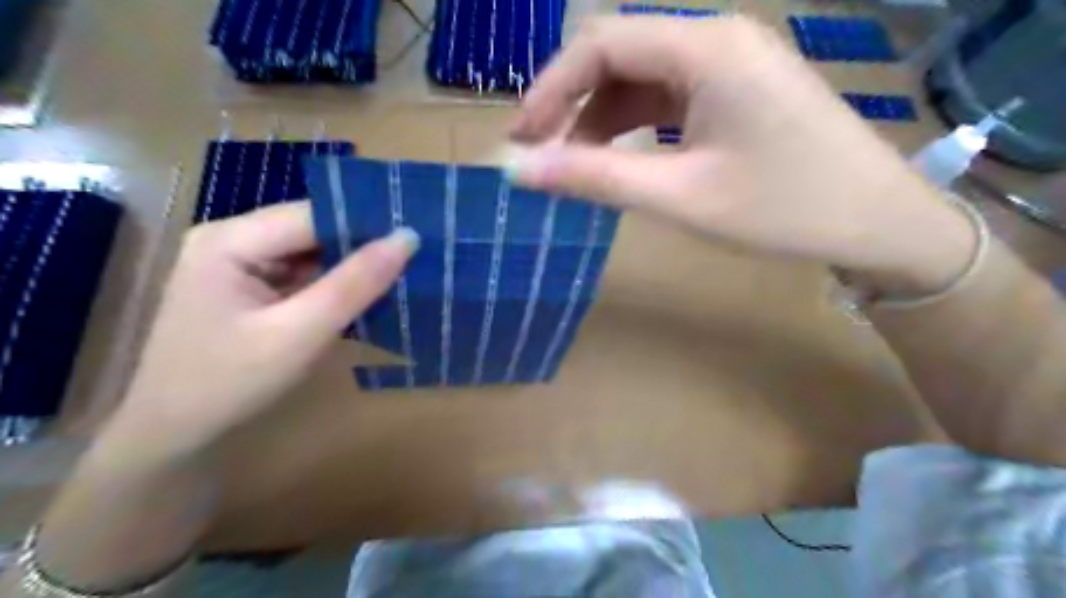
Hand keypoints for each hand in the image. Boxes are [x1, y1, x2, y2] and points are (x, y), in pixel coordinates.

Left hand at [102, 202, 415, 459]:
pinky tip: (370, 295)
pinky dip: (337, 287)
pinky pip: (306, 276)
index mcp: (231, 239)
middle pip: (314, 231)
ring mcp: (242, 264)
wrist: (173, 437)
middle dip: (363, 247)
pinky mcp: (253, 288)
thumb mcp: (300, 333)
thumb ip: (354, 284)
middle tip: (419, 257)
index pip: (314, 216)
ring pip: (314, 253)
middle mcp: (234, 240)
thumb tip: (407, 237)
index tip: (419, 237)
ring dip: (354, 268)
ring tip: (406, 273)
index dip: (367, 224)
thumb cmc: (230, 384)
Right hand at [511, 13, 976, 294]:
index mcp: (706, 48)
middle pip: (618, 53)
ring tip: (574, 164)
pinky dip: (633, 123)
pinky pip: (667, 94)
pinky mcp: (737, 88)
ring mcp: (730, 62)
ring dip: (600, 116)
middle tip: (538, 152)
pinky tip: (620, 156)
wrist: (878, 222)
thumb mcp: (681, 197)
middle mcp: (716, 38)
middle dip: (570, 101)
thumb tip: (522, 170)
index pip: (600, 44)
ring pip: (641, 76)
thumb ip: (597, 178)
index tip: (521, 139)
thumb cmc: (784, 210)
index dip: (549, 88)